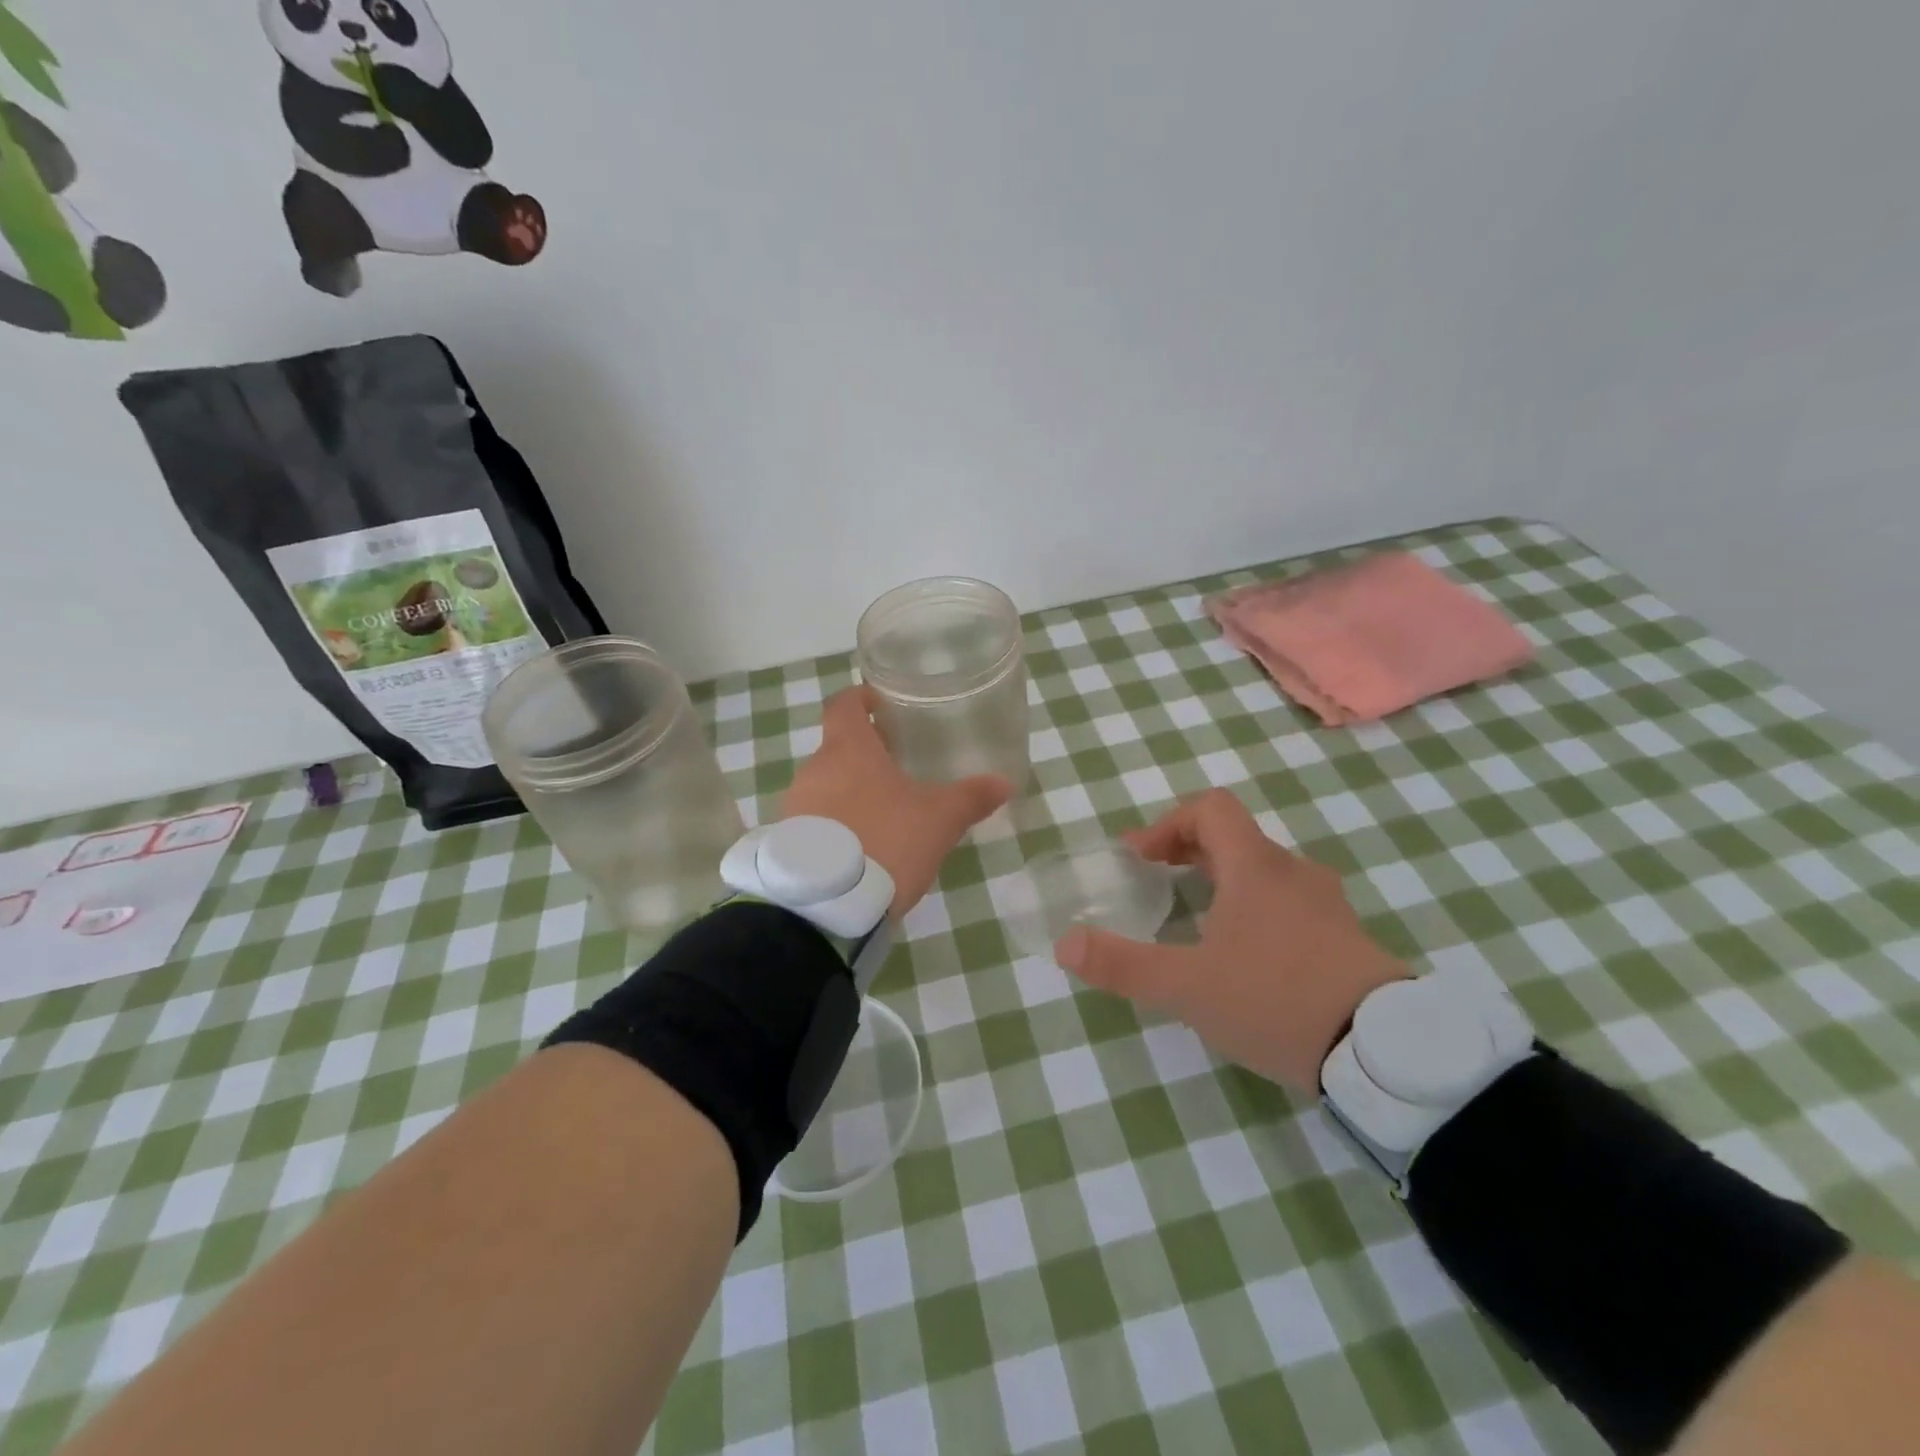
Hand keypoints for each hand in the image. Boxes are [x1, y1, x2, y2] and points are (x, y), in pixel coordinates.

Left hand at [782, 686, 1010, 921]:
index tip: (878, 702)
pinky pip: (813, 822)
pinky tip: (859, 849)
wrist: (827, 904)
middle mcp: (814, 770)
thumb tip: (1004, 783)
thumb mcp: (938, 820)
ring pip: (824, 786)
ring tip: (881, 814)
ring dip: (848, 792)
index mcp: (848, 750)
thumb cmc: (886, 841)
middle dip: (864, 754)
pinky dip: (834, 825)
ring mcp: (794, 807)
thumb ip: (970, 798)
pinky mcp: (787, 843)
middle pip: (837, 748)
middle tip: (895, 767)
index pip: (844, 706)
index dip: (860, 698)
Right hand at [1054, 789, 1408, 1090]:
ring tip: (1197, 921)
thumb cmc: (1276, 1000)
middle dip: (1187, 853)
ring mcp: (1327, 904)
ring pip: (1264, 872)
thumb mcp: (1187, 987)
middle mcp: (1293, 872)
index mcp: (1254, 867)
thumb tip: (1065, 942)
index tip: (1140, 859)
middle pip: (1234, 838)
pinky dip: (1256, 909)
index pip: (1210, 809)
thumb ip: (1122, 964)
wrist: (1386, 1052)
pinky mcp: (1347, 938)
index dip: (1167, 823)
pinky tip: (1247, 957)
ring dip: (1223, 881)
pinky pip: (1290, 903)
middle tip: (1157, 882)